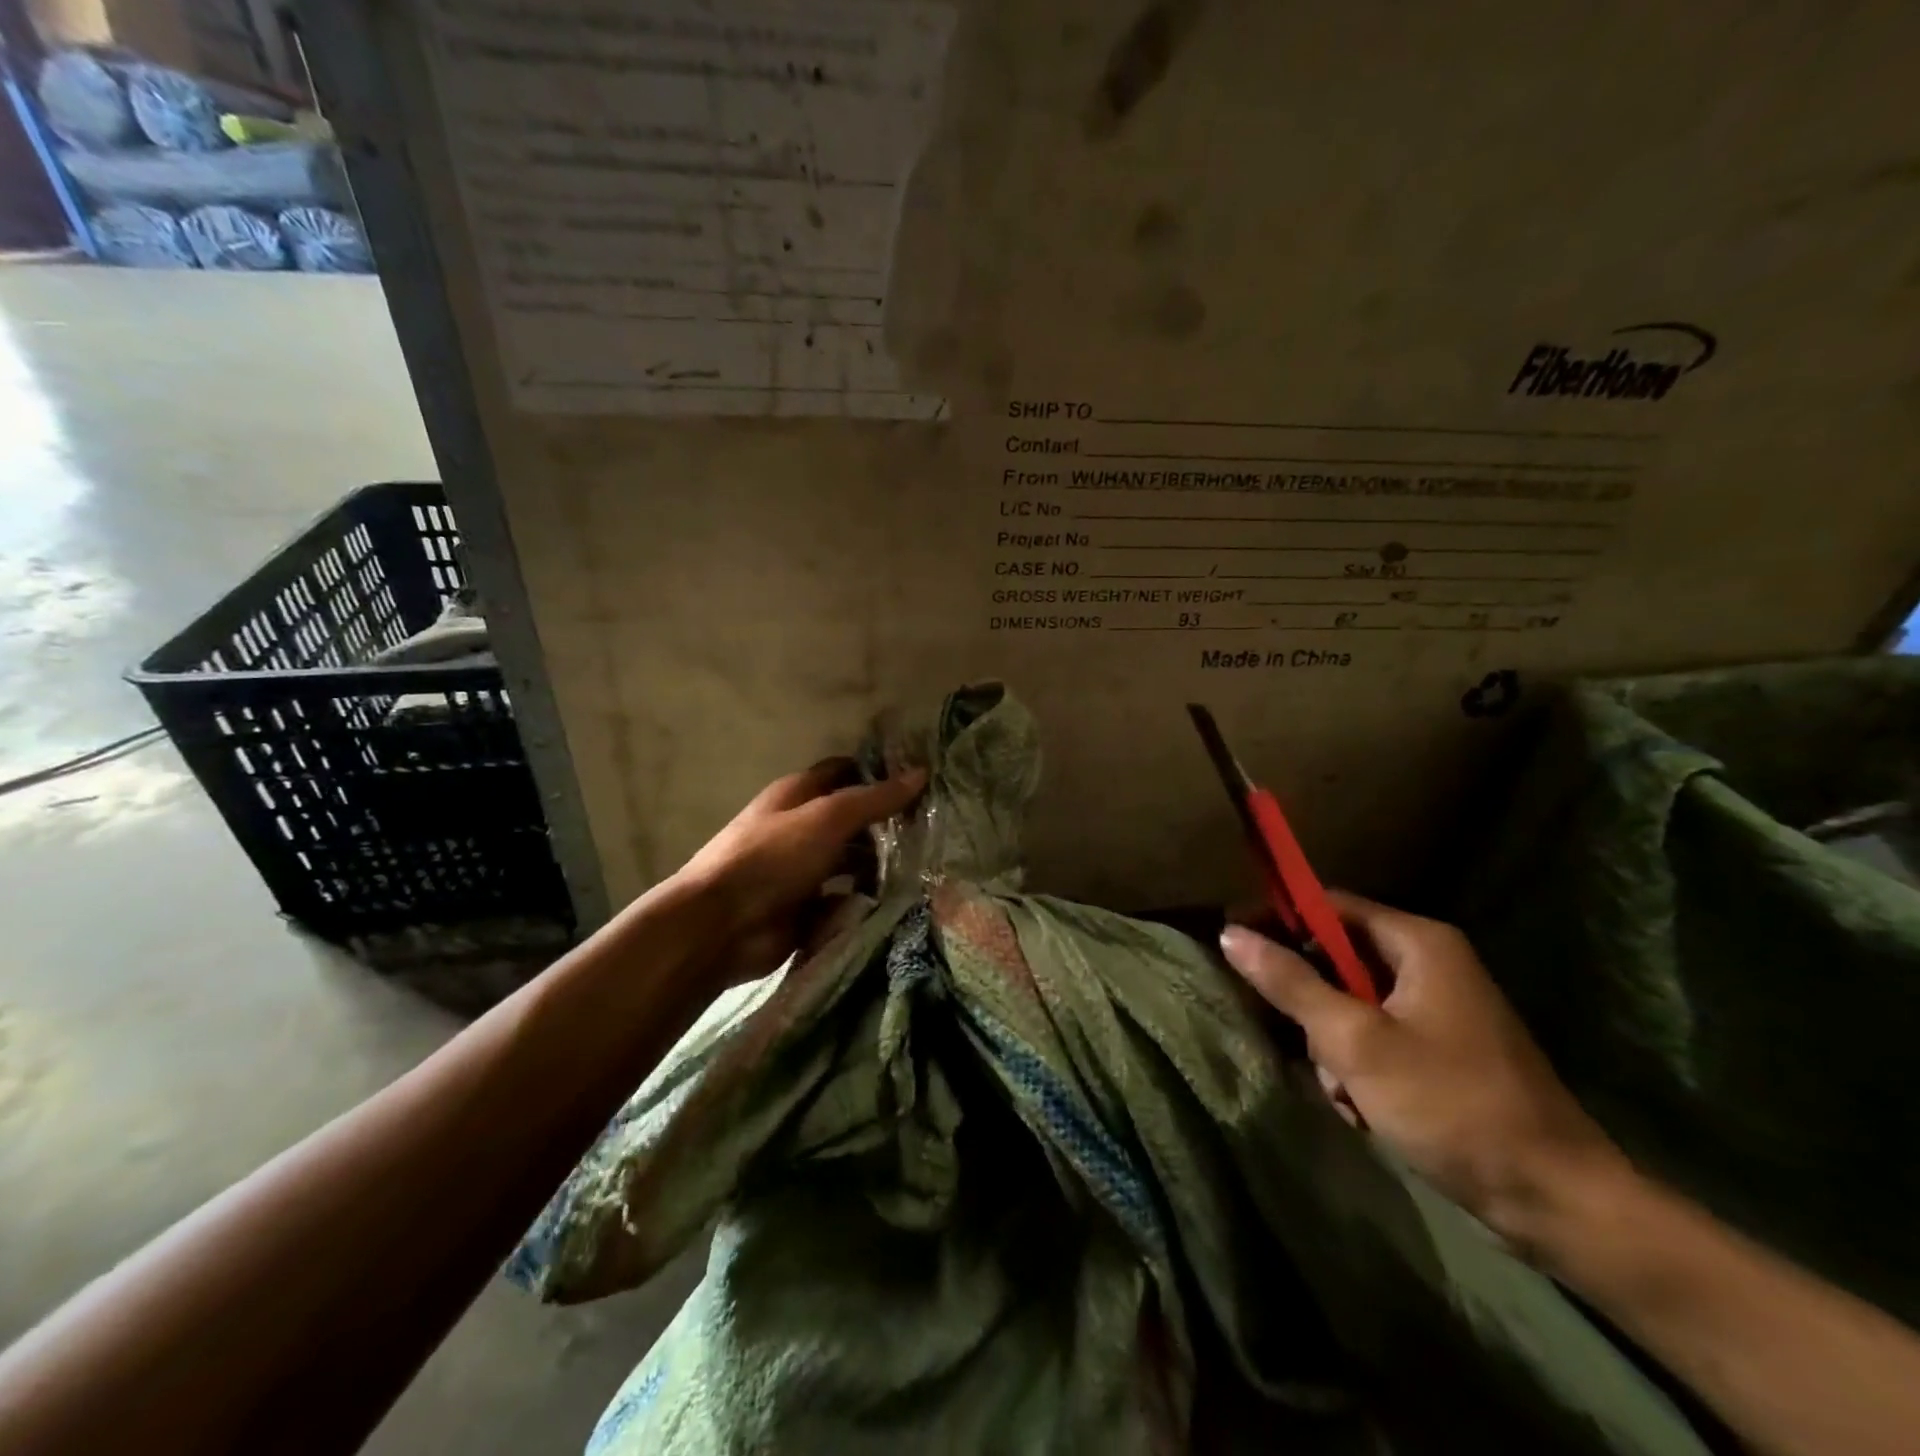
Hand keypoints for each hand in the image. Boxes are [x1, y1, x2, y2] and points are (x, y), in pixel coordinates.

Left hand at [670, 759, 926, 987]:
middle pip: (852, 819)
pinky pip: (846, 899)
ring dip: (880, 865)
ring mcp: (803, 870)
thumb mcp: (828, 818)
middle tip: (933, 829)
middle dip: (887, 824)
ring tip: (923, 868)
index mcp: (798, 794)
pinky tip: (899, 902)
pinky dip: (866, 901)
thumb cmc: (772, 858)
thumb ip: (874, 798)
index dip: (880, 773)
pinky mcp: (807, 908)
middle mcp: (801, 827)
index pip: (845, 772)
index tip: (921, 780)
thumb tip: (921, 772)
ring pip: (852, 861)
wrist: (721, 926)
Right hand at [1220, 893, 1625, 1244]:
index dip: (1278, 918)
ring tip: (1340, 1089)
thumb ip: (1290, 983)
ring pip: (1351, 1002)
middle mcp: (1430, 963)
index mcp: (1419, 943)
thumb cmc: (1451, 1105)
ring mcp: (1439, 1008)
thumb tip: (1230, 934)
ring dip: (1331, 1043)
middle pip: (1337, 956)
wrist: (1556, 1201)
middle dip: (1308, 1001)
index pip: (1328, 905)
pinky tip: (1361, 1106)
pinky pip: (1376, 1035)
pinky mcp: (1443, 1049)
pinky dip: (1358, 1065)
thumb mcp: (1356, 1041)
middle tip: (1288, 1036)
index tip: (1233, 942)